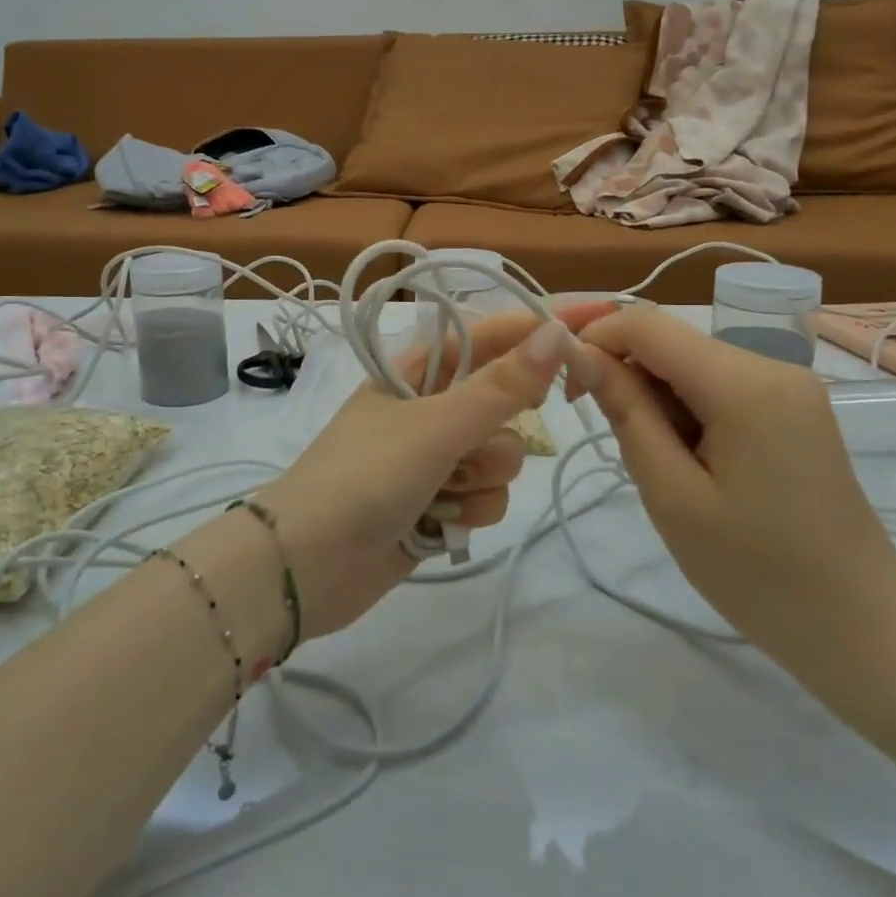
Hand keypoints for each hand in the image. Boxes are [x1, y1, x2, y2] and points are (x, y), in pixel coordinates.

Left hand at [255, 304, 613, 637]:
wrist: (305, 567)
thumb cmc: (365, 478)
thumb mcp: (435, 426)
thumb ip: (501, 386)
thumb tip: (557, 333)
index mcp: (420, 370)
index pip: (491, 335)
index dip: (538, 331)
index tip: (590, 329)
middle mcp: (431, 407)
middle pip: (506, 405)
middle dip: (495, 434)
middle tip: (468, 447)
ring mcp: (436, 458)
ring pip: (502, 457)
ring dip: (479, 481)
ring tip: (437, 494)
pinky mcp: (440, 503)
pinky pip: (488, 497)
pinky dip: (469, 513)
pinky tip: (434, 524)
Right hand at [570, 305, 895, 673]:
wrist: (862, 630)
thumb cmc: (757, 573)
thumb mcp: (672, 494)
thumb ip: (625, 411)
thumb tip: (578, 352)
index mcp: (744, 383)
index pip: (647, 324)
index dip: (593, 336)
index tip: (561, 380)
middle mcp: (771, 366)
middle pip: (670, 339)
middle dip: (622, 368)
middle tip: (595, 424)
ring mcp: (788, 386)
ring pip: (690, 362)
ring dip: (653, 395)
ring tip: (654, 461)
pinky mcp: (792, 408)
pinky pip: (718, 385)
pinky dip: (684, 408)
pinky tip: (686, 459)